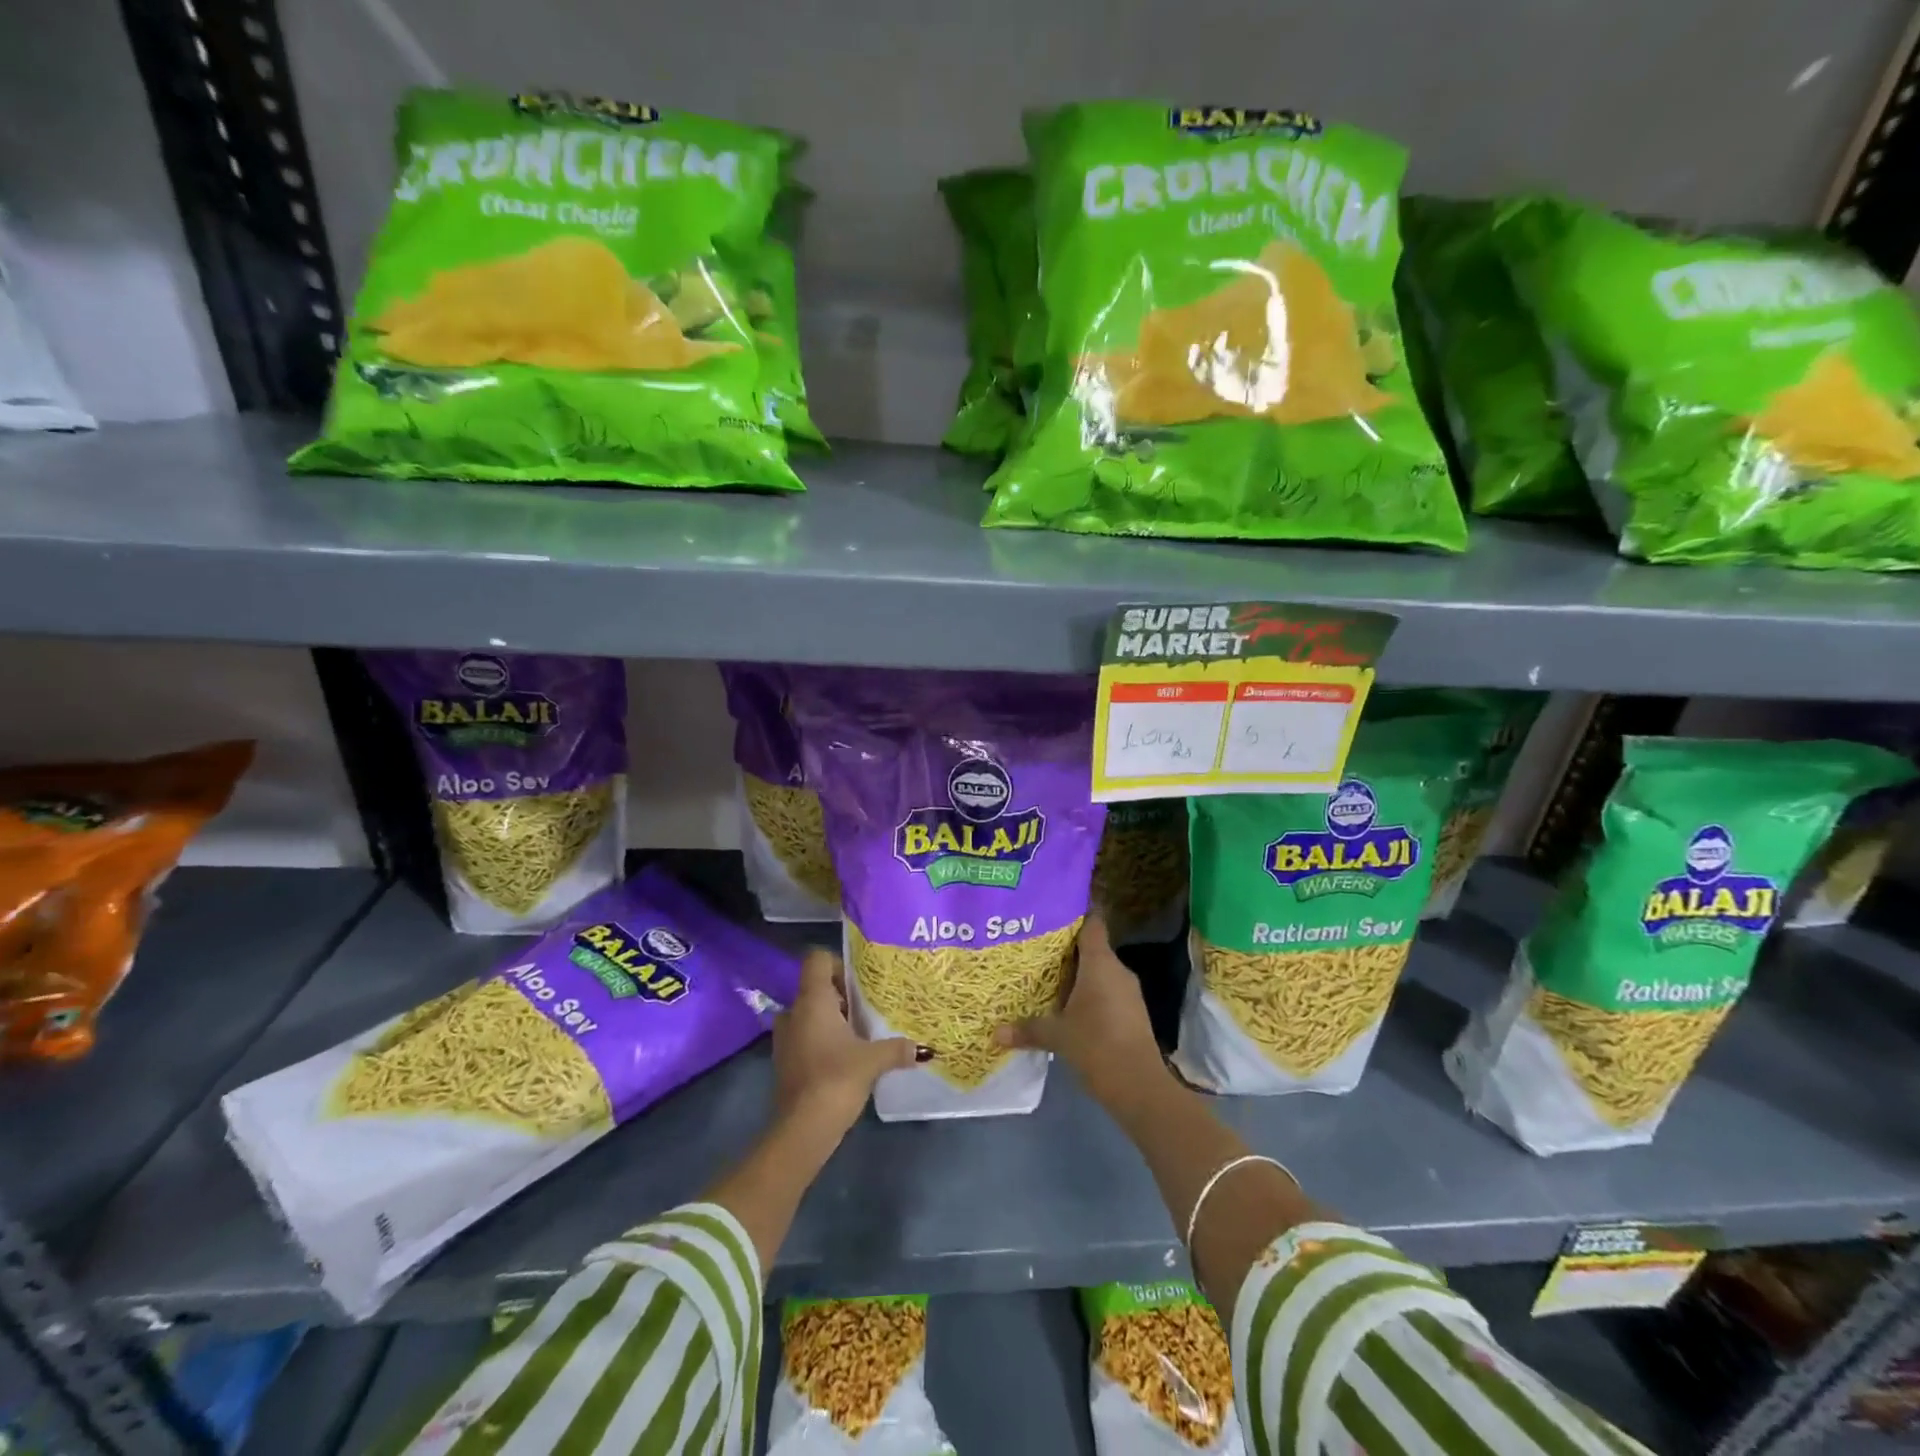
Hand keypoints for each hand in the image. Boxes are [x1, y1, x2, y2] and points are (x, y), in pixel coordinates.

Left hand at [772, 948, 920, 1137]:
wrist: (801, 1130)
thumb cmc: (836, 1079)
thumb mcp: (873, 1061)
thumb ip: (897, 1048)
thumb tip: (923, 1049)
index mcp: (812, 1001)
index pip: (817, 960)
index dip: (838, 965)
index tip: (859, 984)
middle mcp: (794, 1012)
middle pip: (816, 987)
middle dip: (841, 996)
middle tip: (867, 1010)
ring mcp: (785, 1038)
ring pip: (809, 1014)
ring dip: (830, 1020)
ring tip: (858, 1035)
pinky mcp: (784, 1061)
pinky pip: (804, 1036)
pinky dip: (821, 1040)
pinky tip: (844, 1057)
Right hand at [994, 916, 1168, 1112]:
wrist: (1140, 1086)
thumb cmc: (1097, 1046)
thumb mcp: (1057, 1036)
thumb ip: (1028, 1029)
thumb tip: (995, 1033)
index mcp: (1100, 963)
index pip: (1092, 923)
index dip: (1077, 912)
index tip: (1055, 908)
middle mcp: (1117, 970)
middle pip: (1092, 948)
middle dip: (1067, 949)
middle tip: (1037, 947)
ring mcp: (1128, 992)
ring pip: (1099, 972)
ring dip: (1078, 974)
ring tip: (1047, 976)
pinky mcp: (1132, 1013)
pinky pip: (1107, 991)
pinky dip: (1089, 994)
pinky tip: (1068, 1006)